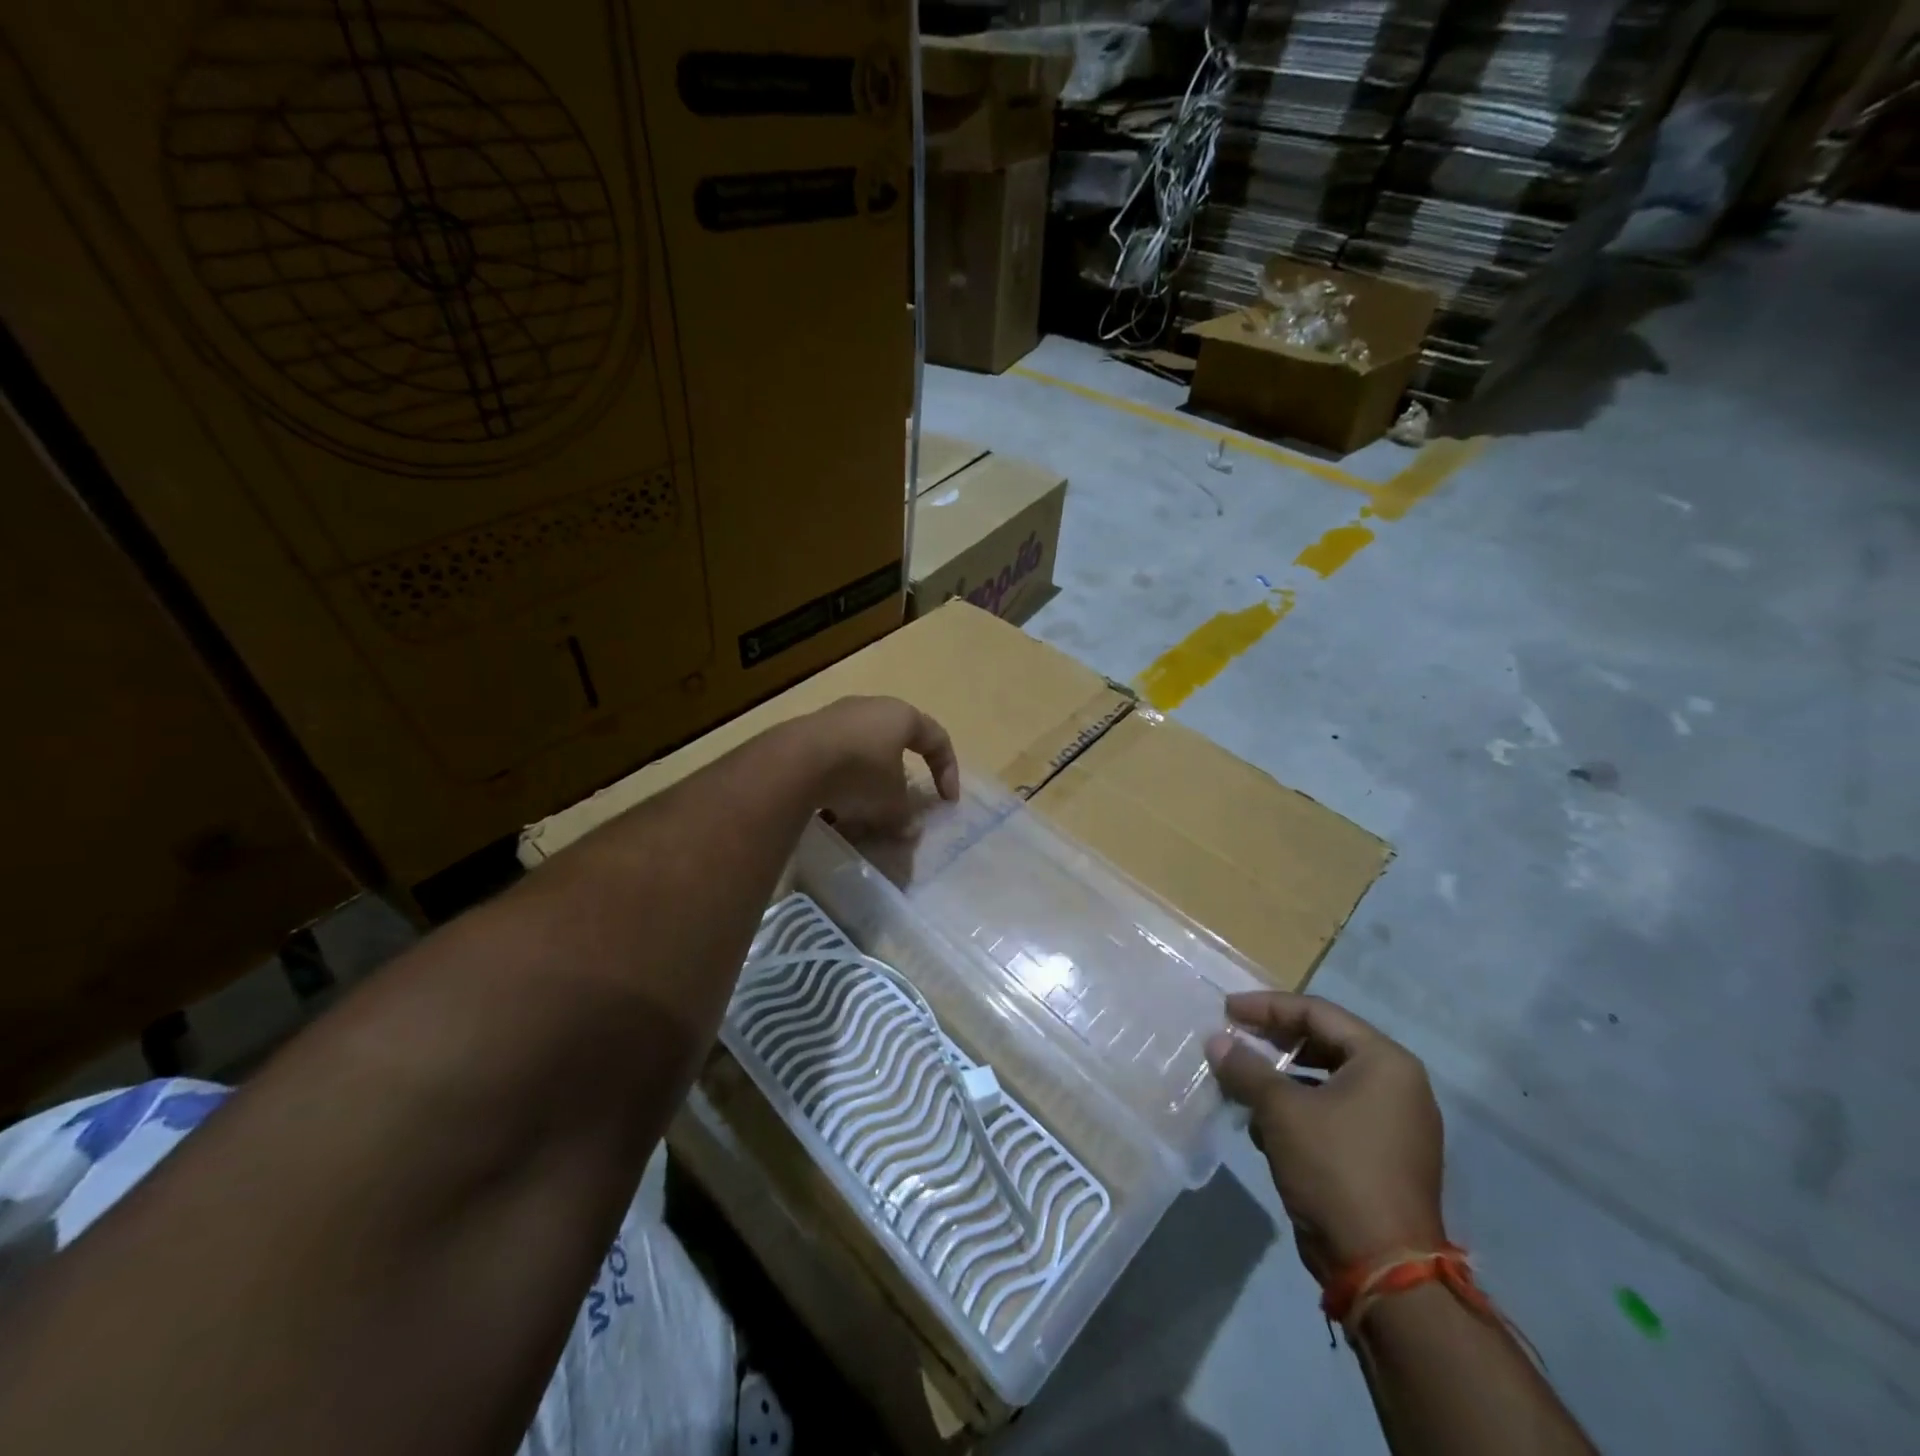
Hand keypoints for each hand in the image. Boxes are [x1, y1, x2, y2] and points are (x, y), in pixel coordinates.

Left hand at [792, 696, 958, 834]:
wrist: (795, 762)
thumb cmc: (861, 773)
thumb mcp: (892, 802)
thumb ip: (906, 815)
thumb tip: (908, 829)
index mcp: (901, 716)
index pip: (937, 739)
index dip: (948, 771)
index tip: (947, 802)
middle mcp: (871, 708)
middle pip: (896, 743)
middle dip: (901, 777)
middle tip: (902, 803)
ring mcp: (836, 717)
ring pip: (863, 753)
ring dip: (868, 783)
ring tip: (864, 812)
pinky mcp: (808, 733)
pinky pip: (835, 760)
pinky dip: (840, 783)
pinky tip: (834, 808)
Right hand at [1206, 992, 1444, 1277]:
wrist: (1383, 1269)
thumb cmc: (1335, 1168)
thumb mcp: (1281, 1110)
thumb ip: (1246, 1068)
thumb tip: (1216, 1041)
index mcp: (1385, 1062)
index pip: (1317, 1013)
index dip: (1266, 1007)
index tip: (1227, 1010)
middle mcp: (1397, 1085)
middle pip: (1324, 1043)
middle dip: (1273, 1041)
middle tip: (1233, 1038)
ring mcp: (1394, 1124)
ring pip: (1326, 1081)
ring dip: (1280, 1079)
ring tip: (1240, 1081)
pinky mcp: (1382, 1156)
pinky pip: (1333, 1113)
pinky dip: (1298, 1110)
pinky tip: (1262, 1124)